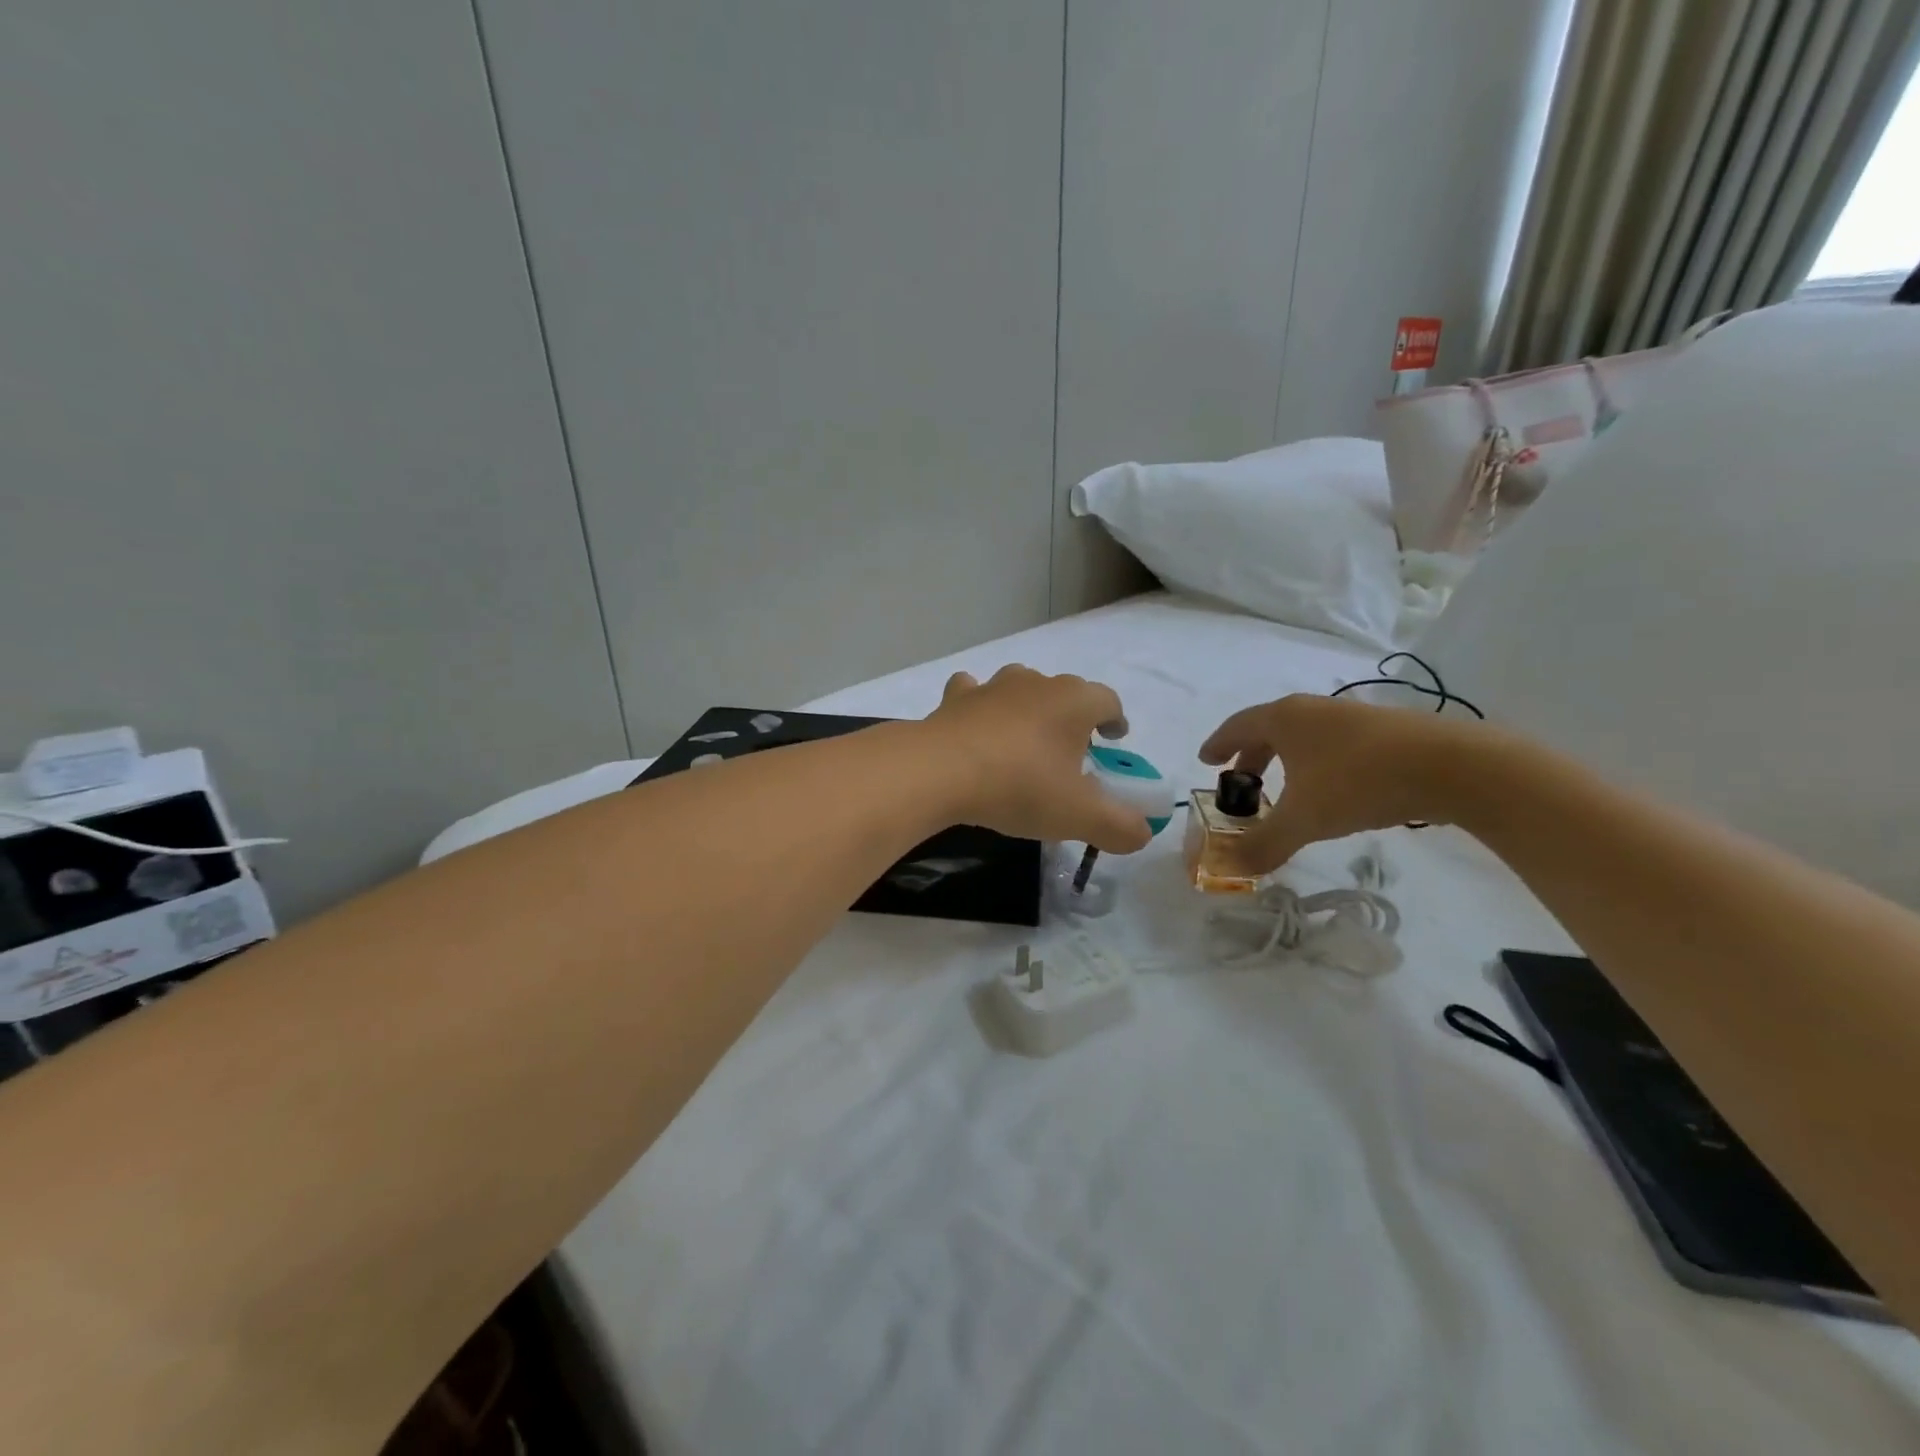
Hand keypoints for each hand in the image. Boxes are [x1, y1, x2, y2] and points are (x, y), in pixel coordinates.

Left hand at [925, 666, 1153, 852]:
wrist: (940, 771)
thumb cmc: (1020, 787)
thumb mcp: (1079, 816)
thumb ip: (1119, 826)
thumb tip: (1142, 833)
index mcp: (1074, 702)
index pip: (1108, 701)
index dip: (1115, 720)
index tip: (1114, 738)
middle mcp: (1037, 682)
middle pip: (1065, 692)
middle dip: (1071, 717)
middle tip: (1069, 752)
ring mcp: (993, 686)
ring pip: (1021, 686)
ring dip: (1027, 707)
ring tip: (1024, 739)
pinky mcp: (955, 698)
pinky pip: (973, 692)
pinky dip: (979, 705)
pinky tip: (975, 725)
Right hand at [1199, 694, 1488, 873]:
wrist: (1453, 767)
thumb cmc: (1359, 783)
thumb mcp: (1304, 820)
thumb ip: (1264, 845)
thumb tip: (1230, 868)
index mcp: (1284, 719)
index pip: (1237, 726)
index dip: (1217, 745)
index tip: (1206, 761)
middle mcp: (1313, 709)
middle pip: (1269, 728)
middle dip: (1251, 756)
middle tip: (1241, 782)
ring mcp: (1351, 716)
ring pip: (1304, 735)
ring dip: (1285, 759)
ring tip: (1285, 789)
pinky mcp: (1385, 729)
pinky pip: (1333, 742)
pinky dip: (1317, 762)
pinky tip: (1331, 789)